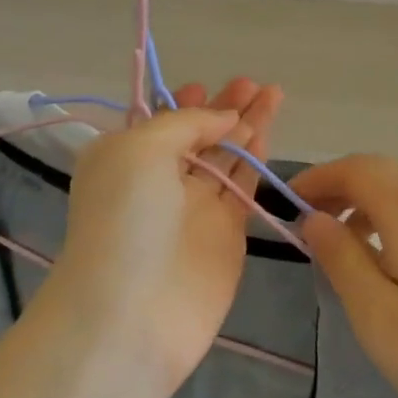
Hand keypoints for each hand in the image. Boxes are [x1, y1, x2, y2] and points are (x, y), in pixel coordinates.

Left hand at [50, 79, 283, 391]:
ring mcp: (194, 209)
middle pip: (198, 136)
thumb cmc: (124, 218)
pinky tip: (267, 135)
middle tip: (253, 84)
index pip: (160, 122)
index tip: (206, 86)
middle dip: (224, 108)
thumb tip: (224, 118)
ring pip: (226, 158)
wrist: (131, 313)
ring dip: (247, 126)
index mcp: (125, 158)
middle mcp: (158, 181)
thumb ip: (185, 124)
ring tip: (273, 94)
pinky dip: (254, 161)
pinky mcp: (225, 235)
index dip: (185, 103)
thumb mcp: (140, 149)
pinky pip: (242, 188)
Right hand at [292, 155, 397, 397]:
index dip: (317, 178)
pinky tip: (385, 259)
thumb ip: (341, 259)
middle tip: (307, 222)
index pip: (356, 169)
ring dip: (366, 201)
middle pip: (382, 171)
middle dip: (339, 186)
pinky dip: (393, 217)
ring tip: (339, 242)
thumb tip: (314, 218)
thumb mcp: (378, 318)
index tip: (285, 204)